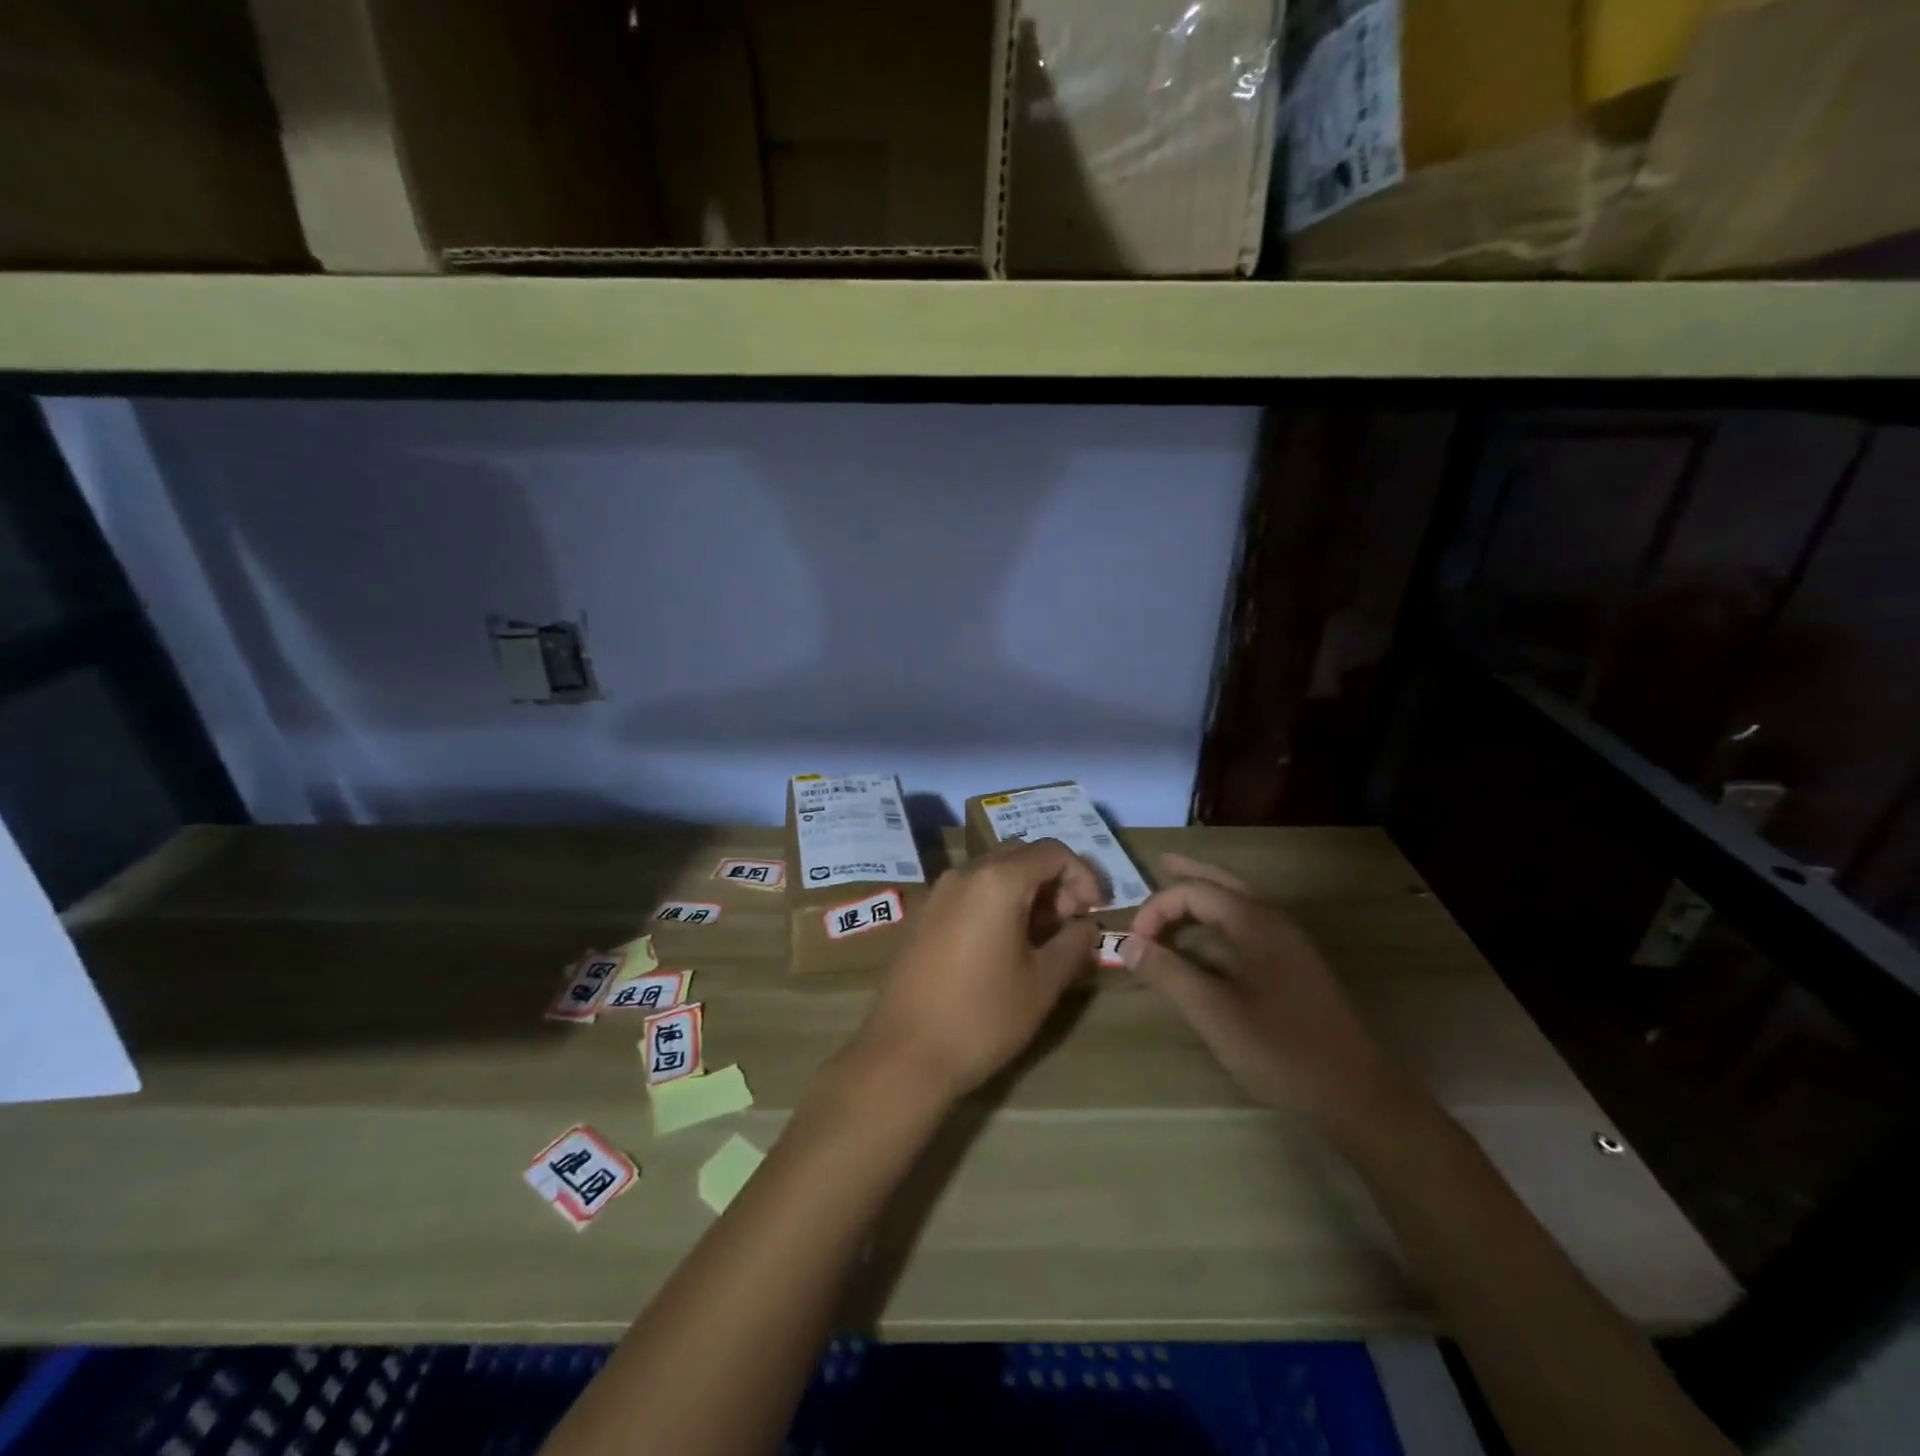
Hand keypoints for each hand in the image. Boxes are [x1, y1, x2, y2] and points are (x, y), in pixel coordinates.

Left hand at [852, 838, 1102, 1104]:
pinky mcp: (921, 915)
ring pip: (993, 872)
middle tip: (1071, 922)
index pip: (1052, 851)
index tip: (1096, 911)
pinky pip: (968, 892)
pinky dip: (995, 903)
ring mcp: (937, 892)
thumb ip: (1073, 944)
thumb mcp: (1043, 983)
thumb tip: (1086, 926)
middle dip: (1054, 881)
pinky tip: (1002, 945)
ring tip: (1041, 937)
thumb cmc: (982, 1017)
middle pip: (1021, 855)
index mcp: (997, 880)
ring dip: (1025, 892)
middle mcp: (964, 873)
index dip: (1083, 875)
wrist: (903, 1055)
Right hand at [1122, 853, 1414, 1130]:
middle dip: (1190, 874)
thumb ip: (1169, 973)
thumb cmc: (1281, 1049)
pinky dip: (1221, 918)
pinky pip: (1248, 924)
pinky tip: (1209, 937)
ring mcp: (1288, 944)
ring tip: (1178, 892)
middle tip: (1160, 863)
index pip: (1195, 892)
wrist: (1356, 1094)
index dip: (1157, 908)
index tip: (1134, 942)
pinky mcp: (1294, 967)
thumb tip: (1126, 943)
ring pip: (1239, 902)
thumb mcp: (1214, 1013)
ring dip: (1206, 894)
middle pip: (1224, 882)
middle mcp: (1273, 921)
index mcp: (1254, 922)